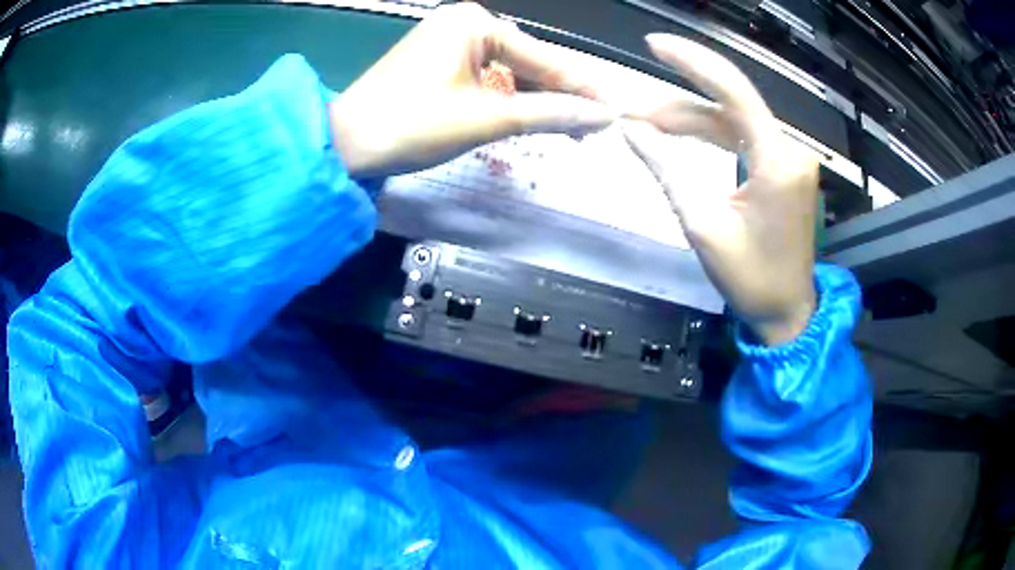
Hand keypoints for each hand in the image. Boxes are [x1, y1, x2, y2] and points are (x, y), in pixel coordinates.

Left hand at [329, 3, 615, 177]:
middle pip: (526, 62)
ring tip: (565, 129)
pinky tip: (525, 117)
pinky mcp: (435, 61)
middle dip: (556, 96)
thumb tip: (604, 116)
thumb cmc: (414, 124)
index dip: (579, 89)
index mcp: (474, 23)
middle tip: (589, 128)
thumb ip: (550, 113)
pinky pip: (484, 77)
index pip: (542, 58)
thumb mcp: (488, 118)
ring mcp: (446, 41)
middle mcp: (462, 23)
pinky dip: (505, 99)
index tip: (612, 112)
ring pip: (506, 72)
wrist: (346, 144)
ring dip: (533, 100)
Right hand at [621, 35, 817, 345]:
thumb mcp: (702, 225)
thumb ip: (667, 169)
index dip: (691, 62)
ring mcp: (790, 159)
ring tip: (644, 123)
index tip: (654, 45)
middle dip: (677, 104)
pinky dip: (711, 135)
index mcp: (777, 161)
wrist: (787, 311)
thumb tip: (630, 129)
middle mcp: (790, 149)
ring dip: (690, 121)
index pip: (732, 91)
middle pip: (729, 106)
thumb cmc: (750, 278)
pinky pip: (743, 138)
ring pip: (733, 121)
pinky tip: (679, 134)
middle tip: (629, 110)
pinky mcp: (785, 169)